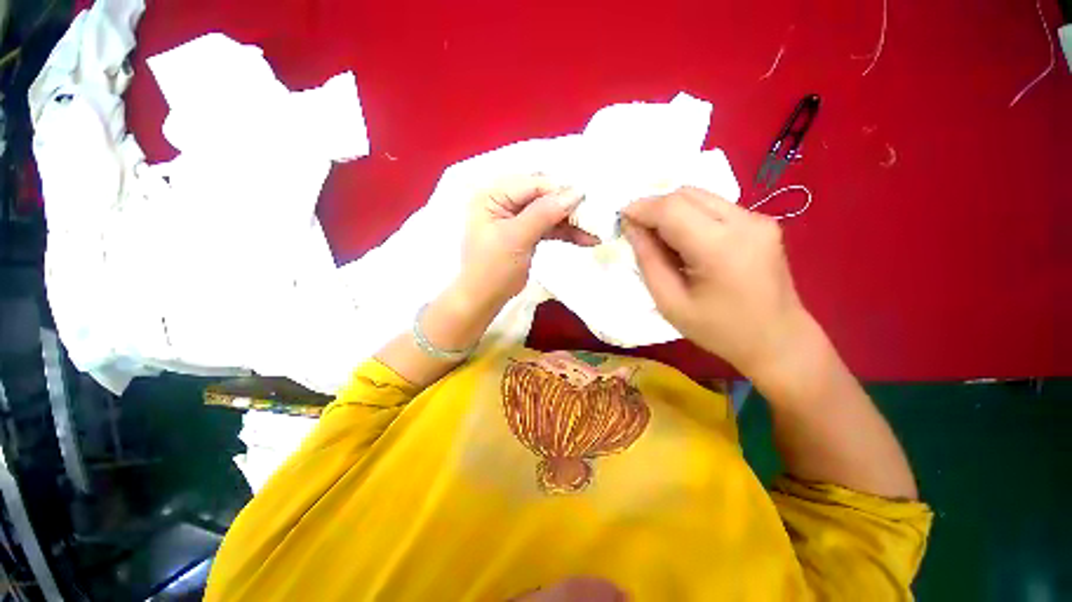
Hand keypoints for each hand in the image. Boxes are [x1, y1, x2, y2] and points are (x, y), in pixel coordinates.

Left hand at [459, 175, 597, 305]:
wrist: (485, 298)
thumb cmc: (493, 268)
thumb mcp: (516, 238)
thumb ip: (544, 213)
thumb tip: (575, 193)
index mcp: (493, 195)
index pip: (531, 184)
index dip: (558, 190)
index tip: (585, 200)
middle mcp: (504, 201)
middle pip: (542, 196)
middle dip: (567, 206)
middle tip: (592, 216)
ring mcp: (516, 218)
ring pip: (549, 212)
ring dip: (570, 222)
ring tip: (594, 232)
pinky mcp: (526, 233)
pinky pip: (548, 227)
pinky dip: (565, 233)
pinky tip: (585, 239)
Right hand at [621, 187, 811, 375]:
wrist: (779, 341)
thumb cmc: (719, 330)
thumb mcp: (671, 303)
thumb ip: (648, 260)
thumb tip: (631, 228)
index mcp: (721, 248)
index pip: (672, 209)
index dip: (642, 208)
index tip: (621, 218)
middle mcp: (745, 223)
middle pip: (687, 195)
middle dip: (654, 206)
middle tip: (637, 230)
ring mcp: (758, 219)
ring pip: (700, 196)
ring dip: (671, 210)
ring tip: (658, 237)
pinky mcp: (761, 223)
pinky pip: (714, 206)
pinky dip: (690, 216)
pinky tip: (684, 240)